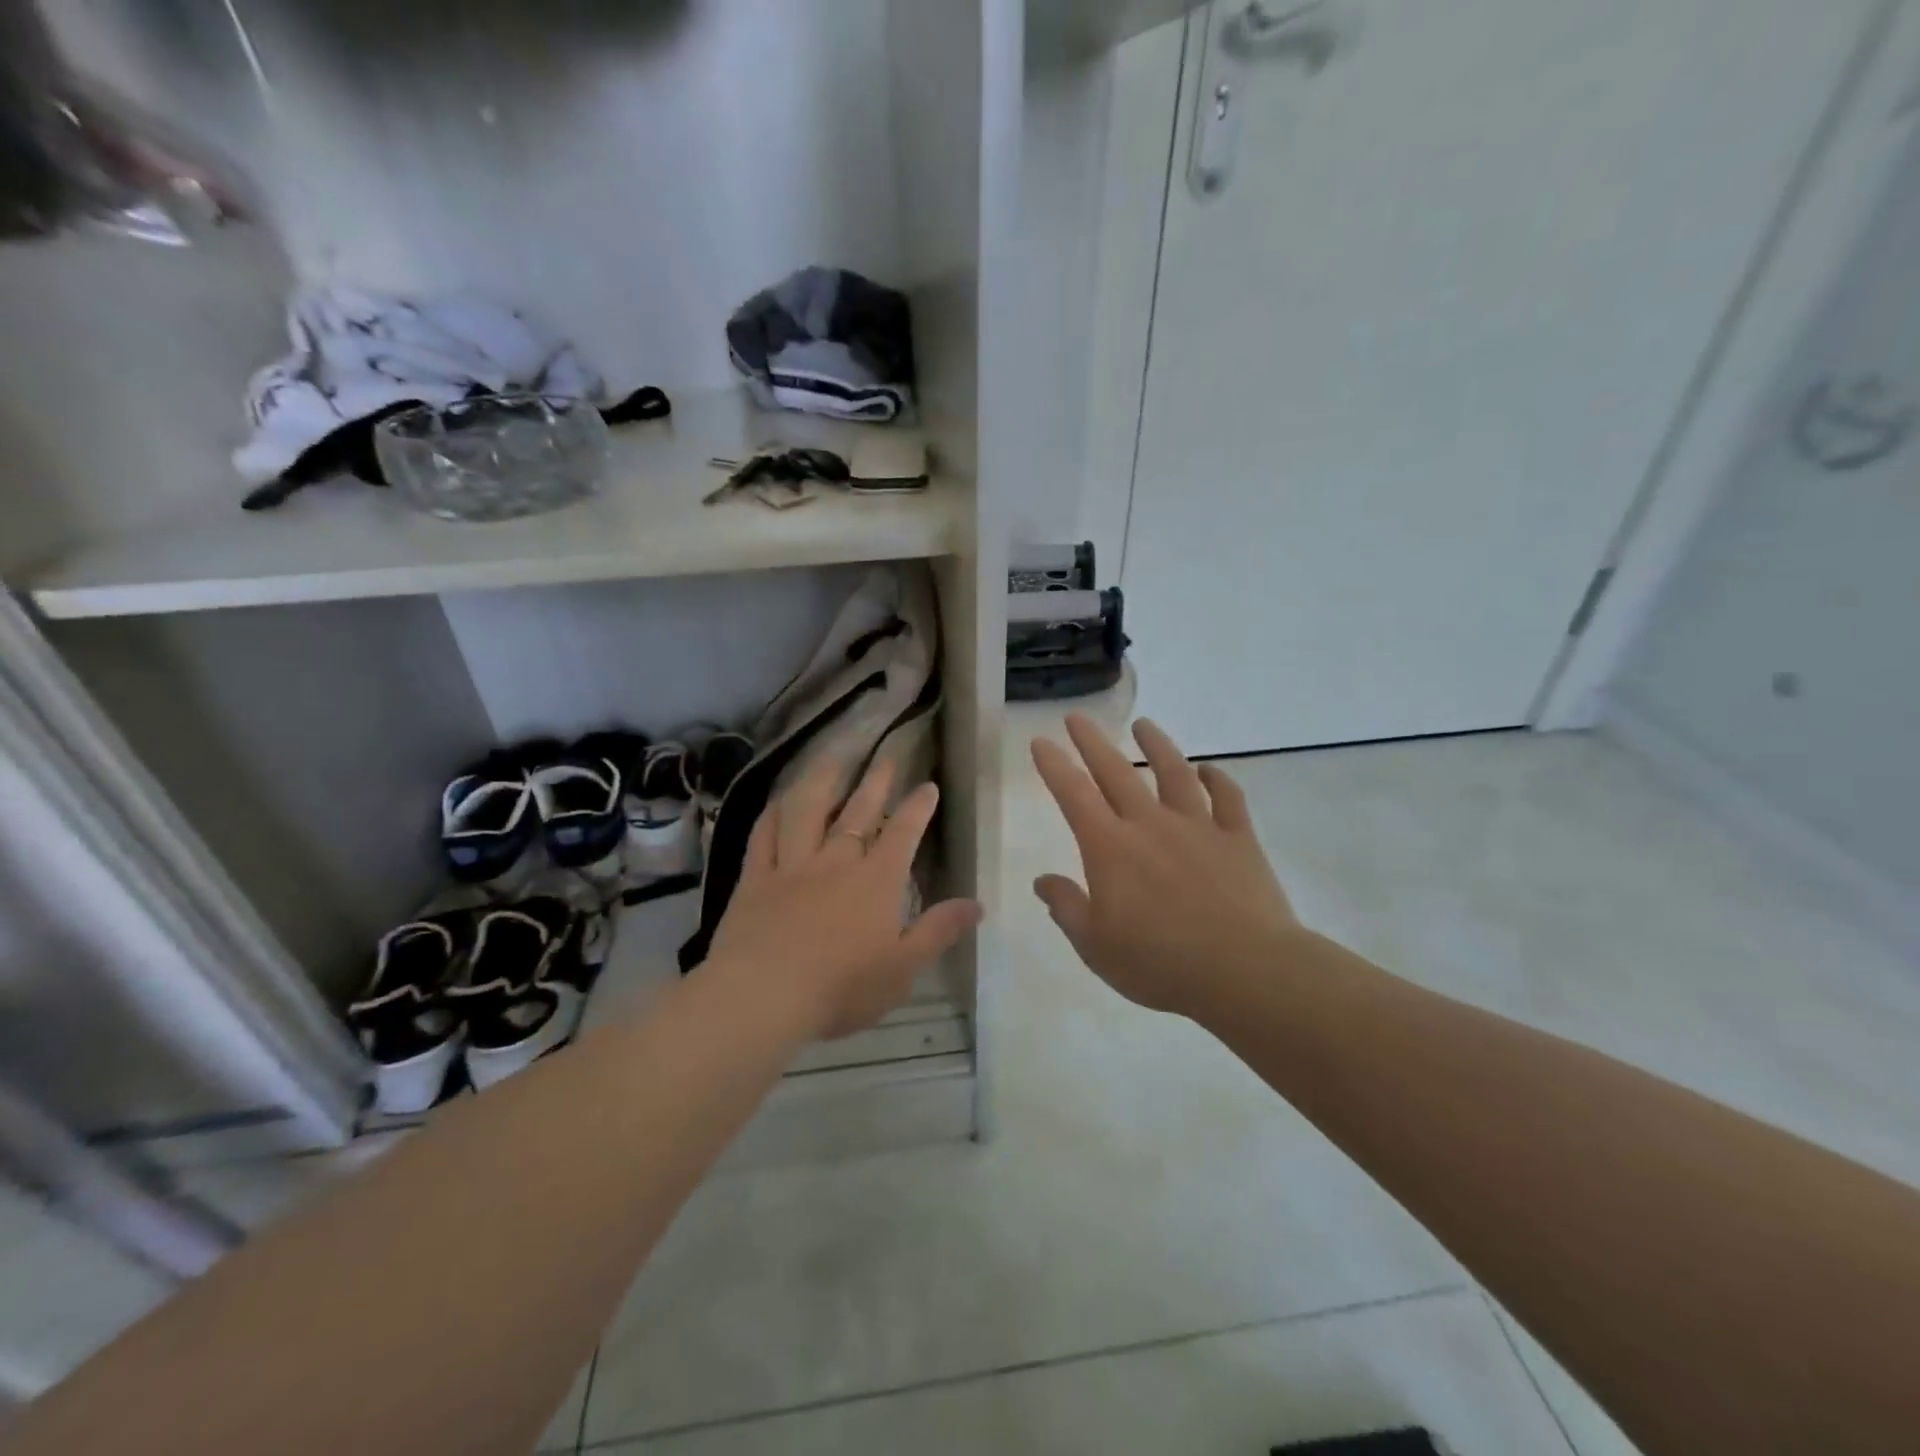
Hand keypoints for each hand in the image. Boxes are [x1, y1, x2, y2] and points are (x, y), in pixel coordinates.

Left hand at [706, 754, 983, 1040]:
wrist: (763, 997)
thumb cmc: (841, 987)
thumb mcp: (903, 968)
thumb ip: (939, 931)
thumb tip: (977, 904)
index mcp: (875, 881)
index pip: (902, 834)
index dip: (917, 808)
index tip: (927, 785)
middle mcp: (835, 862)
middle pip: (858, 812)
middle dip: (875, 782)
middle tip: (886, 756)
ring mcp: (791, 866)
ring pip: (807, 811)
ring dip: (822, 781)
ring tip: (833, 758)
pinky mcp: (755, 879)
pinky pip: (763, 837)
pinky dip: (772, 815)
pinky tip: (778, 802)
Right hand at [1031, 715, 1301, 1015]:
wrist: (1244, 970)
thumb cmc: (1160, 962)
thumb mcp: (1096, 946)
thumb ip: (1066, 908)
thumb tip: (1042, 880)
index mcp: (1111, 848)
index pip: (1073, 795)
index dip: (1054, 766)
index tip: (1041, 741)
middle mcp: (1150, 825)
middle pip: (1117, 772)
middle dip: (1093, 742)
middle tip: (1078, 717)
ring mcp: (1198, 827)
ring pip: (1174, 773)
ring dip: (1157, 745)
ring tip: (1144, 724)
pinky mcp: (1238, 839)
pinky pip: (1228, 798)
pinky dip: (1218, 779)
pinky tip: (1209, 770)